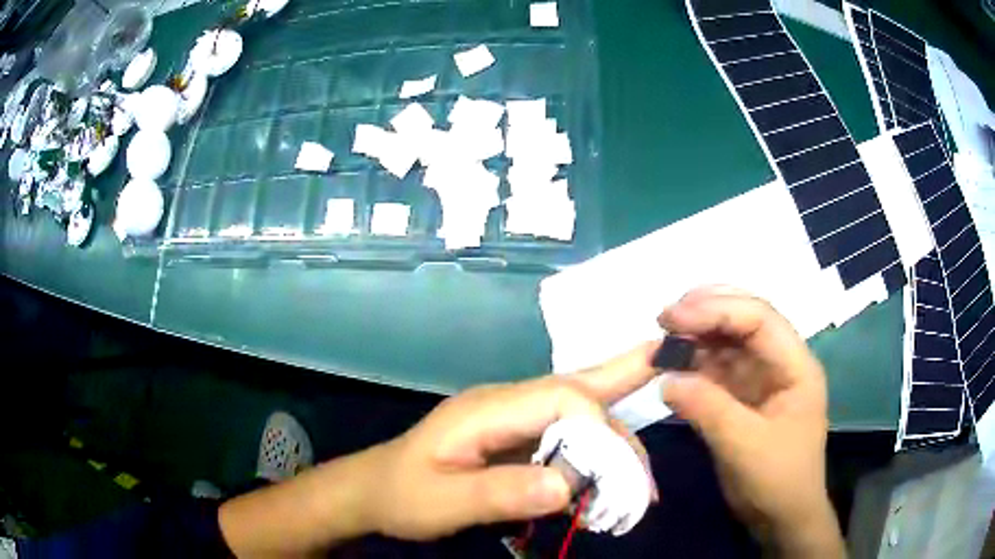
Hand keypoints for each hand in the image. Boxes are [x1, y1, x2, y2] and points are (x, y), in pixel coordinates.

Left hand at [365, 344, 659, 540]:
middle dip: (623, 401)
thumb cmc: (403, 496)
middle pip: (579, 389)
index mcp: (488, 409)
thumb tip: (568, 486)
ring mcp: (513, 419)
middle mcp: (507, 403)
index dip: (598, 429)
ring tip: (643, 479)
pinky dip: (597, 454)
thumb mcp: (444, 502)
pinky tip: (614, 474)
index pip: (562, 397)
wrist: (375, 491)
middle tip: (667, 406)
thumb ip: (500, 493)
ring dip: (615, 440)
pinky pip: (568, 436)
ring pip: (580, 411)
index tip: (616, 477)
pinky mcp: (517, 439)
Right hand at [658, 286, 843, 556]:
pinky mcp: (743, 398)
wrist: (782, 518)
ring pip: (728, 343)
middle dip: (707, 312)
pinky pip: (717, 371)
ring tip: (662, 338)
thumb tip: (666, 378)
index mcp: (796, 365)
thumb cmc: (777, 481)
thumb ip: (708, 409)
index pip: (759, 319)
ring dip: (697, 337)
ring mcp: (761, 379)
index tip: (673, 317)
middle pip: (745, 321)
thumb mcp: (745, 447)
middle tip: (664, 317)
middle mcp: (780, 363)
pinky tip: (672, 366)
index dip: (717, 309)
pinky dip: (694, 366)